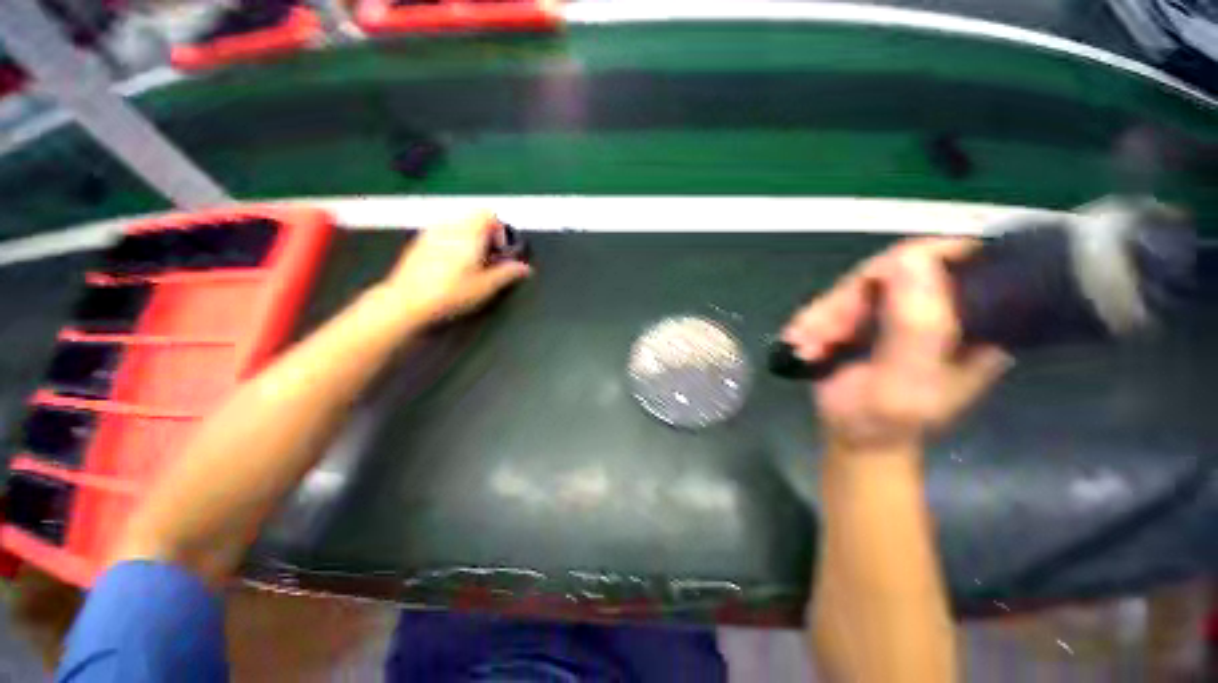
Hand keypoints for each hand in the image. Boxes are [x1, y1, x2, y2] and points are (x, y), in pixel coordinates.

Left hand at [382, 212, 531, 326]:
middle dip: (485, 233)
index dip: (500, 230)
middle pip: (473, 217)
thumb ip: (508, 273)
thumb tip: (526, 268)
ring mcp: (432, 233)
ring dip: (469, 236)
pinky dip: (453, 240)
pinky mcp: (419, 242)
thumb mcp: (486, 287)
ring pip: (457, 224)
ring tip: (472, 261)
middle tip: (489, 257)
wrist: (406, 302)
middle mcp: (450, 227)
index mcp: (469, 234)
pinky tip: (451, 264)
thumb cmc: (451, 294)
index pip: (488, 214)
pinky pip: (442, 232)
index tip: (502, 250)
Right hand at [782, 238, 1010, 449]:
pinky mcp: (868, 318)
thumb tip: (911, 257)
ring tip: (803, 346)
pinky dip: (813, 322)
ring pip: (856, 288)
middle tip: (815, 335)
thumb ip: (917, 327)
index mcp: (976, 323)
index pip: (957, 261)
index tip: (866, 286)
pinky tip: (801, 343)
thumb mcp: (905, 382)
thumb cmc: (882, 422)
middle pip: (893, 272)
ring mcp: (901, 312)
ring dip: (821, 317)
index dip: (910, 261)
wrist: (852, 439)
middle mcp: (942, 309)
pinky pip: (836, 303)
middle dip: (845, 304)